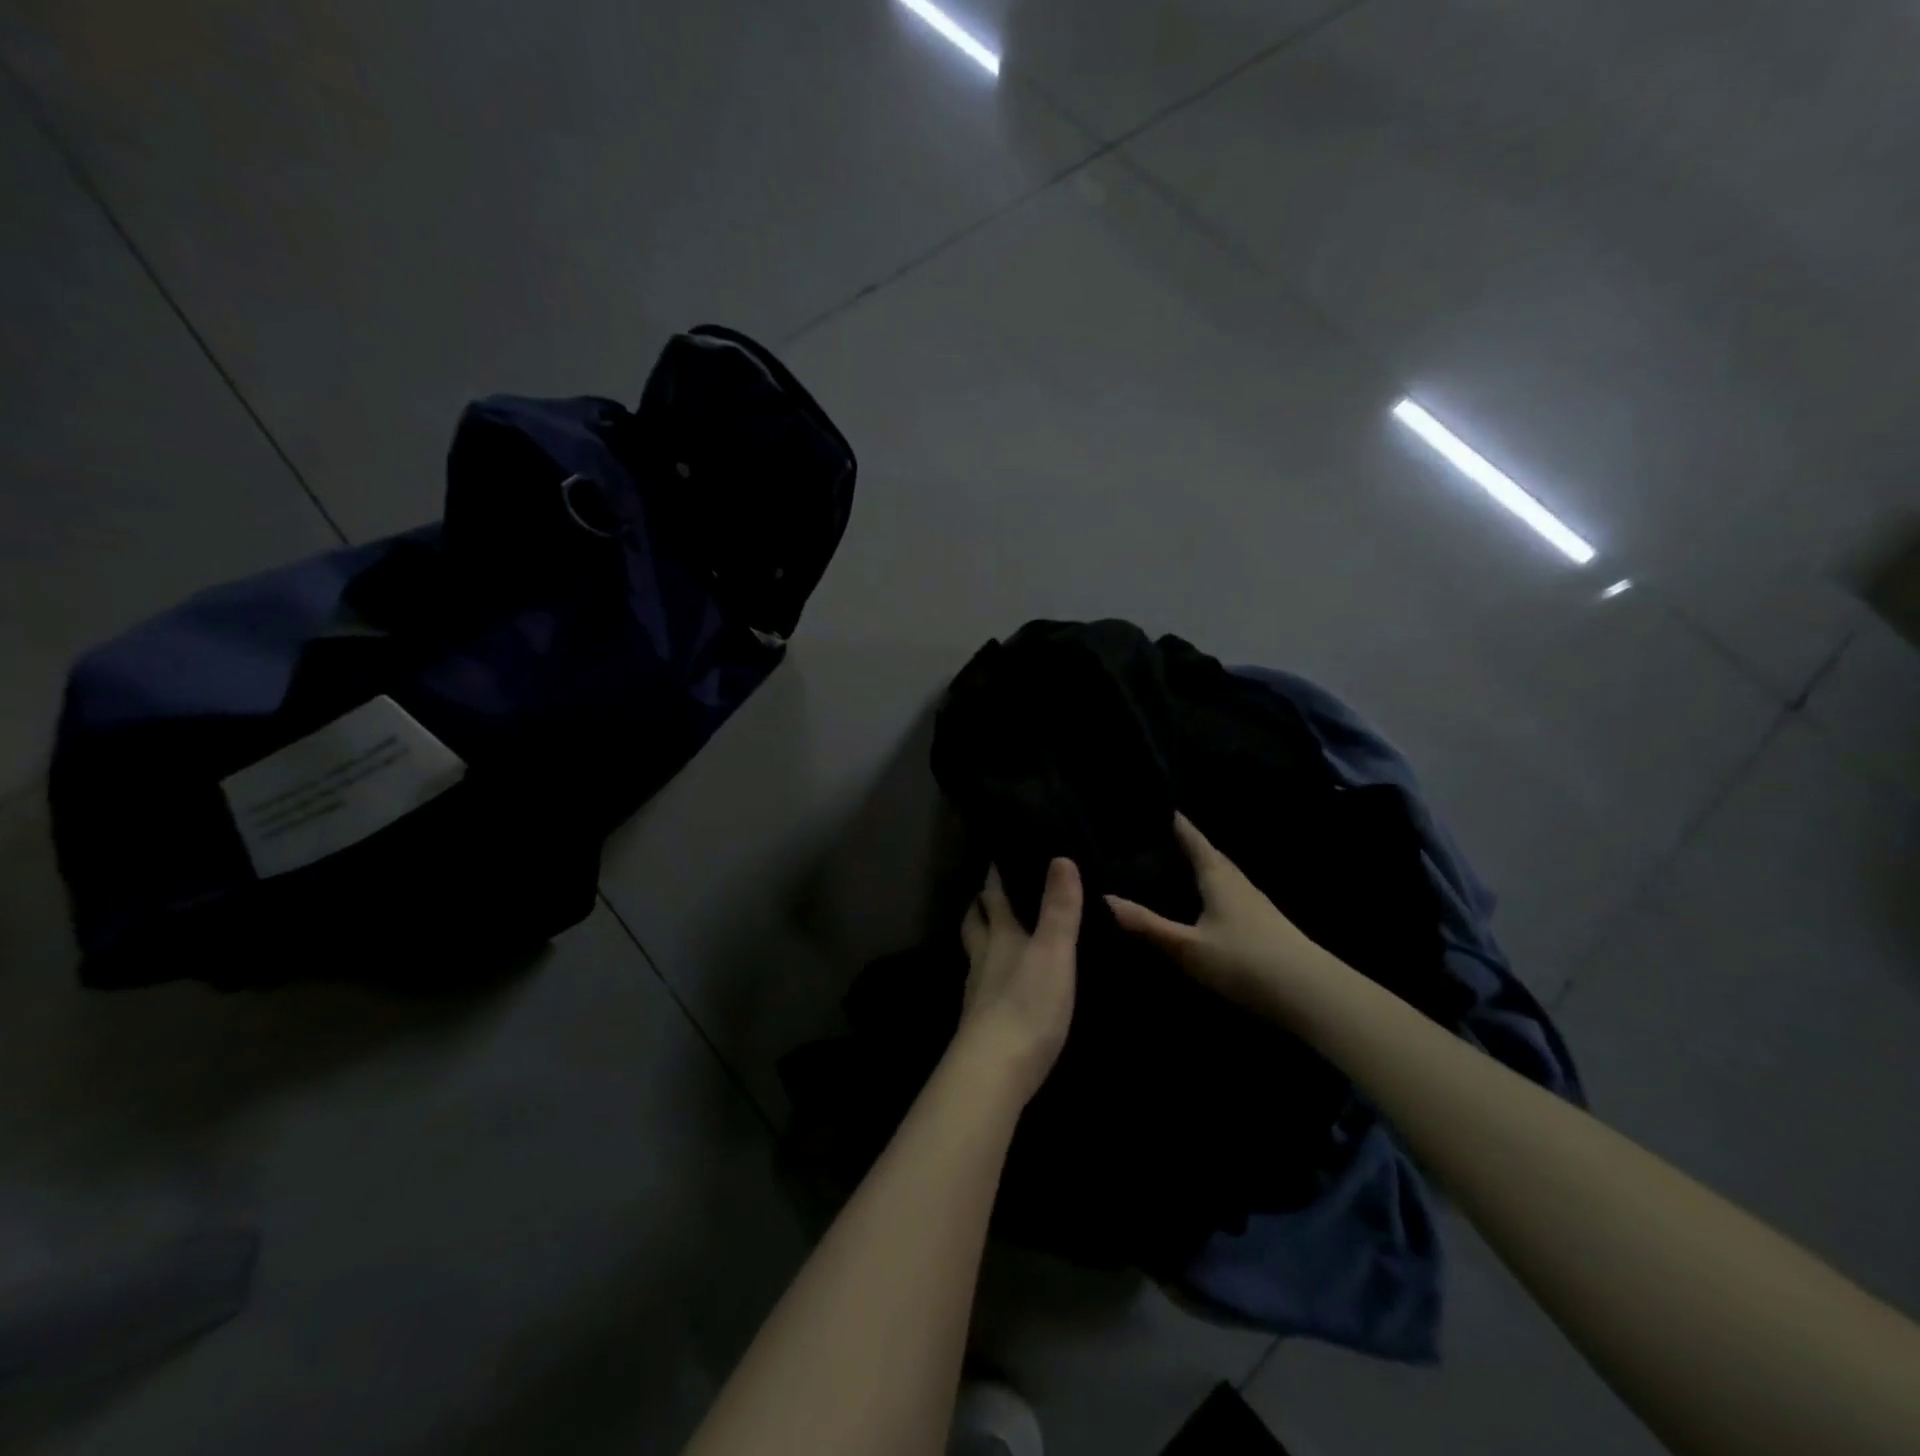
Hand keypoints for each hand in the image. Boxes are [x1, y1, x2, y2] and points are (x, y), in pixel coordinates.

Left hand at [955, 859, 1081, 1103]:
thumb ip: (1059, 908)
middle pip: (975, 922)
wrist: (995, 1070)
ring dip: (982, 937)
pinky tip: (1001, 984)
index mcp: (1000, 935)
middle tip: (990, 890)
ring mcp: (977, 990)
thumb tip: (1060, 857)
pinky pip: (981, 985)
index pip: (992, 895)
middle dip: (981, 904)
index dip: (994, 875)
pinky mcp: (980, 1021)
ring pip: (974, 952)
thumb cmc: (1028, 1004)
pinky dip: (989, 974)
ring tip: (995, 932)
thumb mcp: (1054, 951)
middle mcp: (983, 956)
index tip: (998, 856)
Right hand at [1105, 813, 1330, 1017]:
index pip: (1190, 835)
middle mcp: (1235, 879)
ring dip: (1192, 865)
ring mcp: (1251, 901)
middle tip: (1143, 837)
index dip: (1171, 819)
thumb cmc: (1246, 961)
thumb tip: (1103, 898)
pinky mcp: (1259, 923)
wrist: (1311, 995)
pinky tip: (1193, 901)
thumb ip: (1147, 924)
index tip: (1147, 803)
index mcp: (1217, 873)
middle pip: (1204, 852)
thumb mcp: (1188, 947)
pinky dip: (1202, 887)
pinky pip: (1222, 892)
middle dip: (1177, 842)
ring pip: (1215, 873)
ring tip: (1162, 864)